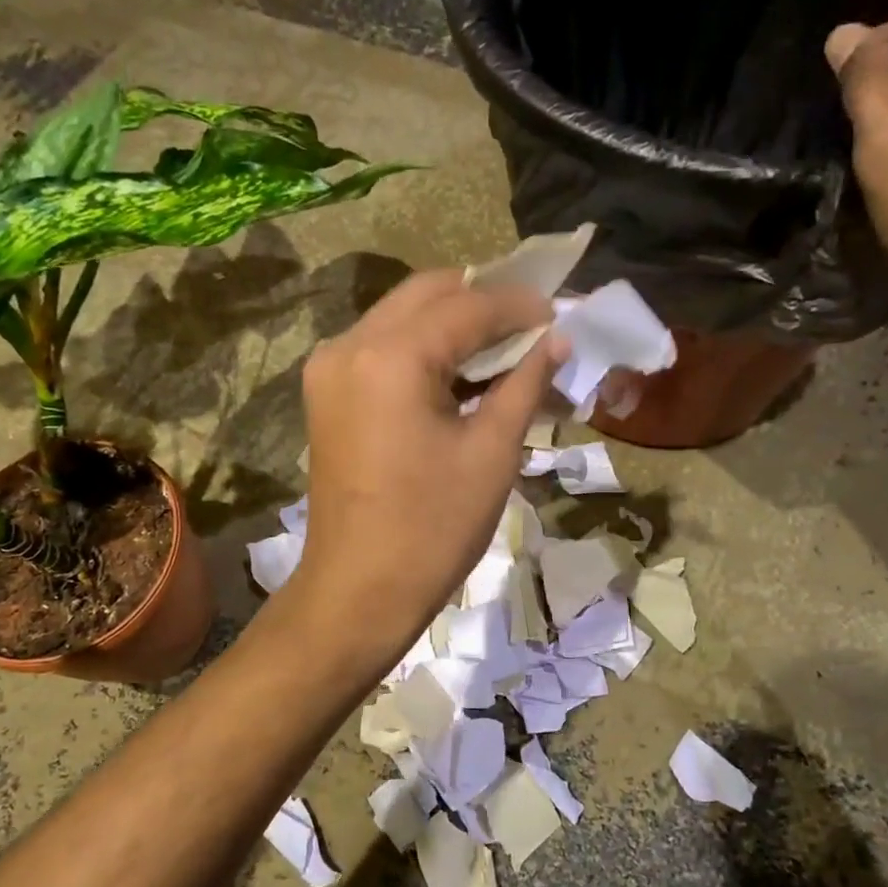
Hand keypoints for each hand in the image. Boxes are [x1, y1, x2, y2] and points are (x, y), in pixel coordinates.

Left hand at [290, 269, 564, 659]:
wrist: (359, 592)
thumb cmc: (433, 529)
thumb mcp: (492, 452)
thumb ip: (526, 383)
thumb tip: (558, 340)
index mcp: (390, 357)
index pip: (466, 306)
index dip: (519, 306)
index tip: (560, 314)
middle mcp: (349, 345)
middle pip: (427, 294)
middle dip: (484, 304)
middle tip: (533, 329)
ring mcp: (330, 369)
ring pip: (403, 317)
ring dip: (454, 326)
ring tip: (505, 353)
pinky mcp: (327, 394)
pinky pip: (383, 349)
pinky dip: (425, 351)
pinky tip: (462, 375)